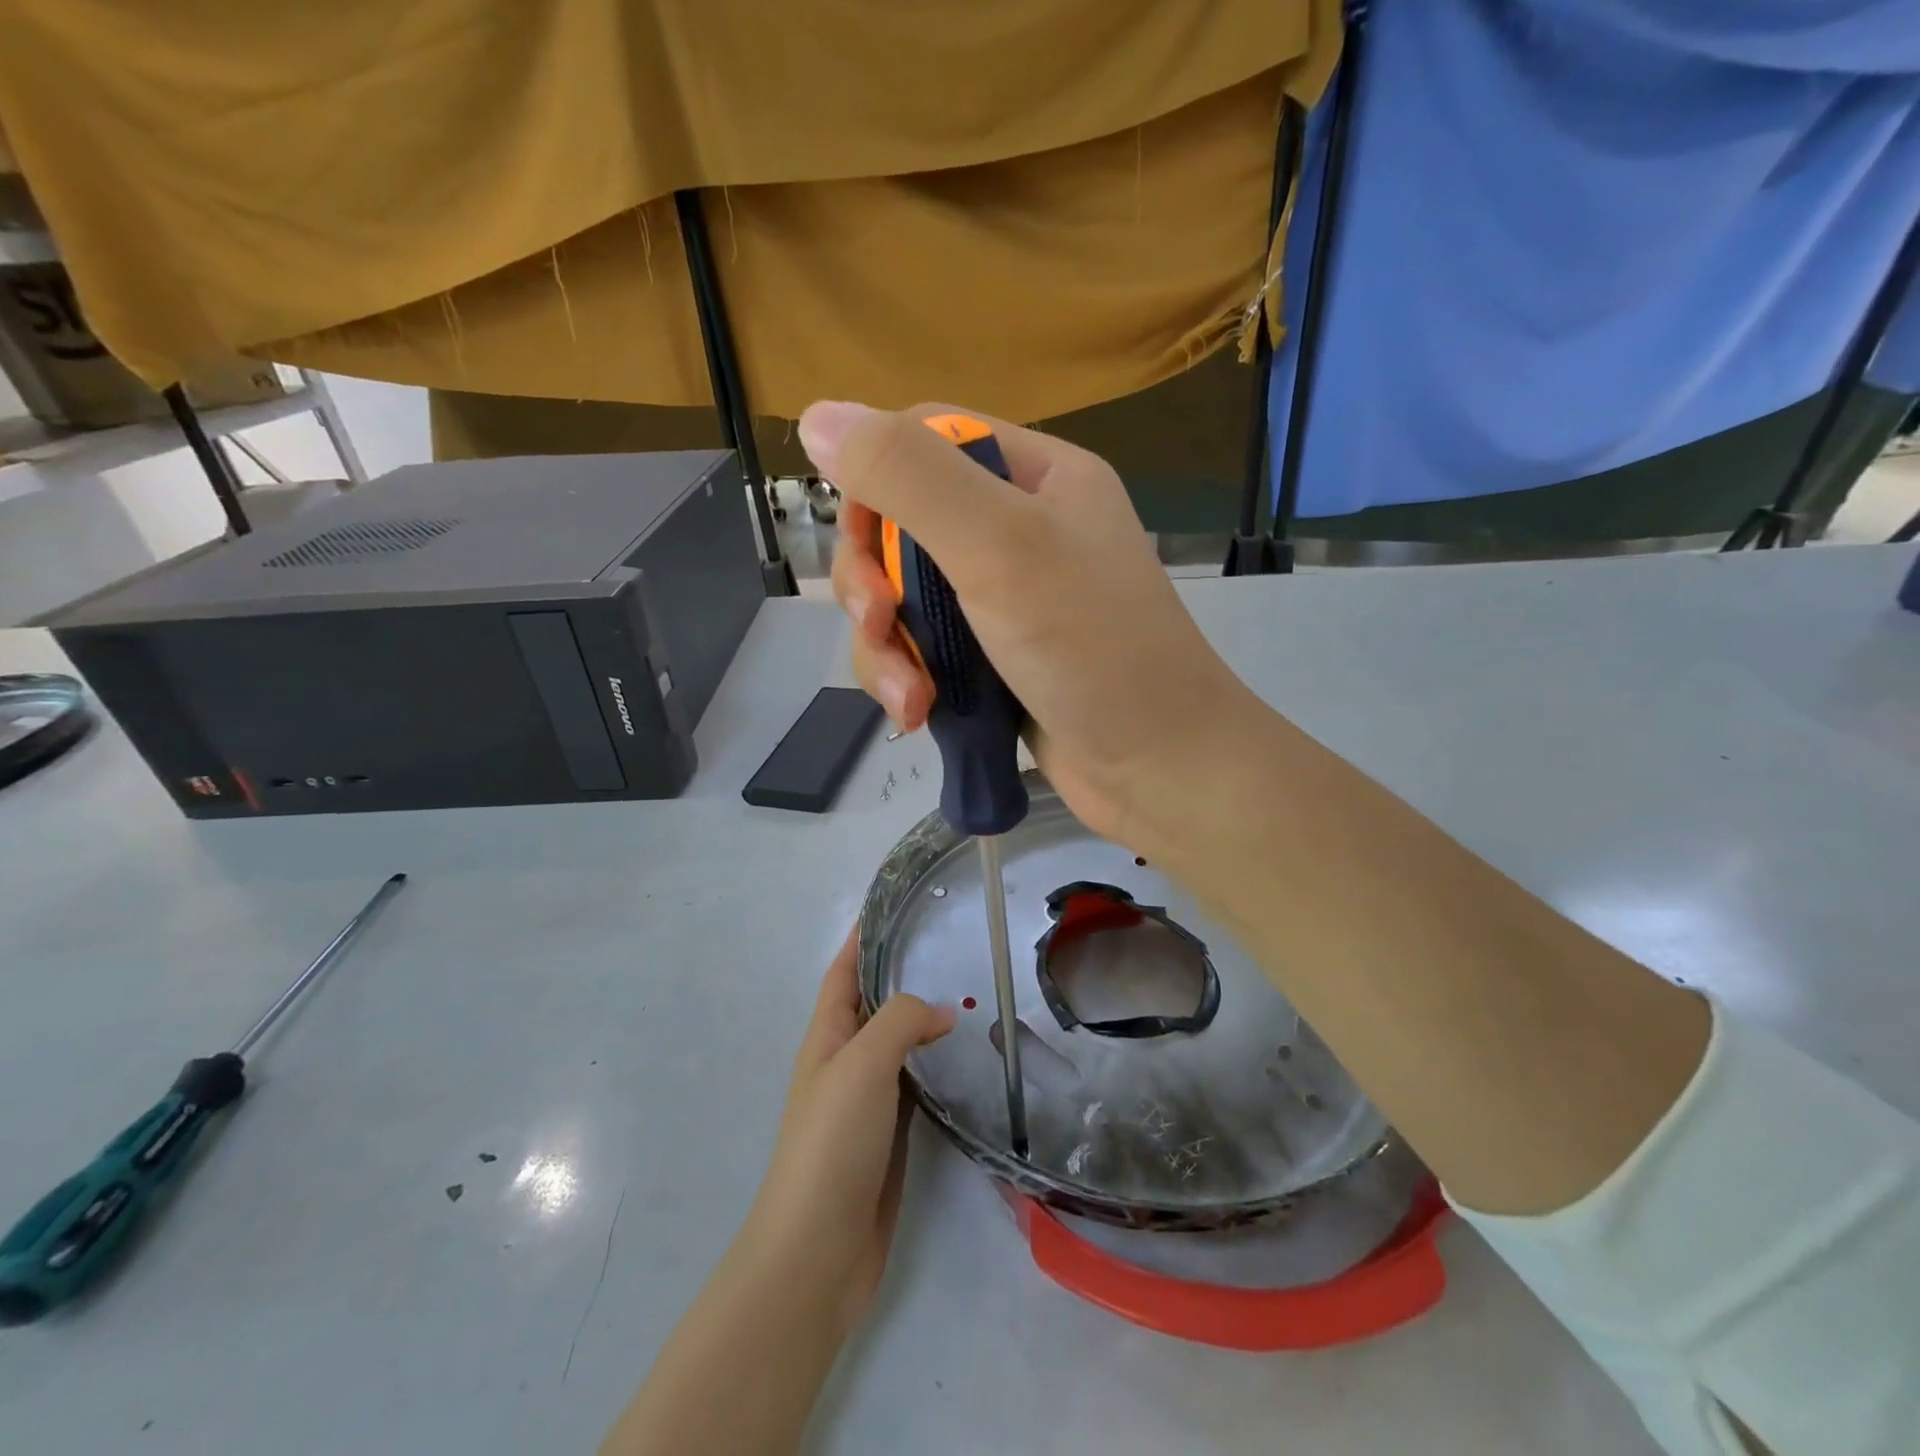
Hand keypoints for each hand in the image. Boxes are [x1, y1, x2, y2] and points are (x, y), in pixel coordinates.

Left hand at [740, 930, 954, 1337]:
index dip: (861, 937)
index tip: (894, 905)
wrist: (819, 1250)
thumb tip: (942, 1012)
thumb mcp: (862, 1064)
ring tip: (972, 992)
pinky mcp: (891, 1134)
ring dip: (926, 1019)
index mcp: (826, 1036)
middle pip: (874, 1003)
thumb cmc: (831, 1143)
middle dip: (903, 972)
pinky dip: (938, 1064)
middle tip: (953, 945)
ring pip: (899, 1043)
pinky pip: (917, 1083)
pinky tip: (969, 1057)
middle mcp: (845, 1060)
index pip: (843, 971)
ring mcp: (868, 1100)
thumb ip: (900, 1022)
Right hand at [801, 400, 1257, 846]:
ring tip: (910, 696)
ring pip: (901, 597)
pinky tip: (918, 714)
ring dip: (885, 646)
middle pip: (901, 525)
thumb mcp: (1000, 546)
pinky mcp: (990, 660)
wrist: (1157, 769)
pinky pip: (921, 649)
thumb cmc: (1091, 649)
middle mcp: (1018, 530)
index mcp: (1036, 477)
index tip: (861, 540)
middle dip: (872, 580)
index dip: (876, 479)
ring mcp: (1003, 600)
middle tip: (877, 621)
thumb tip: (818, 416)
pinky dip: (907, 679)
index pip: (927, 440)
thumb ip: (911, 477)